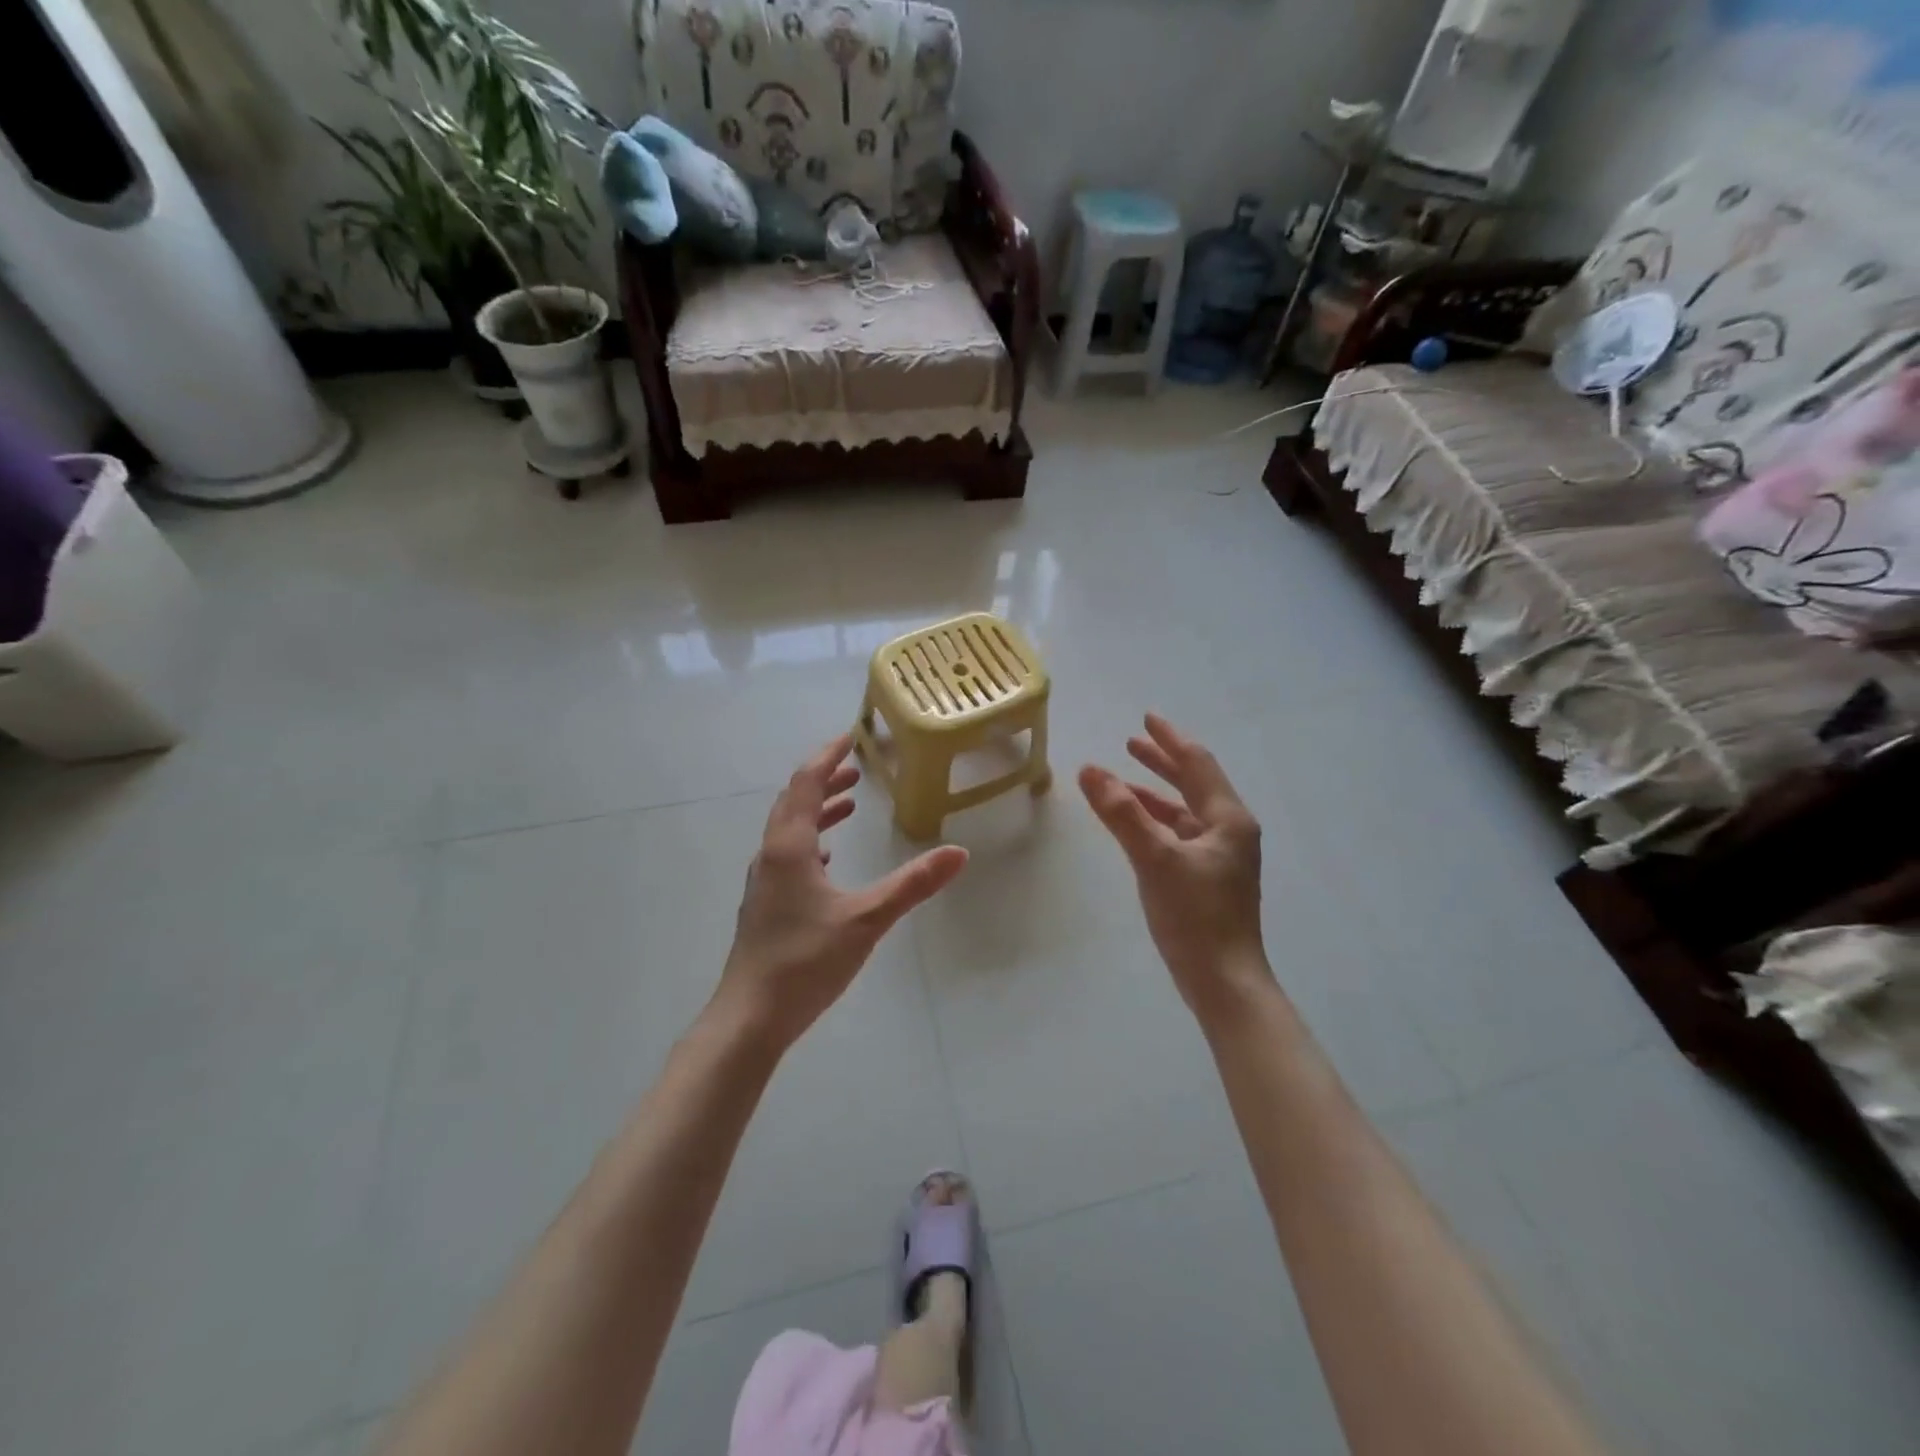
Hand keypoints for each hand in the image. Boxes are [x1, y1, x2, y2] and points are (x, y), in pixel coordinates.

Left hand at [715, 734, 968, 1050]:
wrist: (750, 1018)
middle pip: (794, 802)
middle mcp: (771, 856)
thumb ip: (912, 885)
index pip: (806, 784)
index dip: (827, 758)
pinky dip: (811, 841)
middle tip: (855, 770)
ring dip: (817, 809)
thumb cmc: (804, 962)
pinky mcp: (766, 906)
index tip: (849, 738)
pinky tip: (828, 860)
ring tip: (848, 803)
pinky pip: (788, 856)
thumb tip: (959, 853)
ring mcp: (764, 882)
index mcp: (789, 848)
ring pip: (789, 830)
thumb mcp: (866, 920)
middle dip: (823, 780)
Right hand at [1079, 715, 1273, 1025]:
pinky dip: (1155, 822)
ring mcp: (1220, 856)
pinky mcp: (1207, 879)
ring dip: (1154, 793)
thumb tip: (1090, 770)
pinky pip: (1179, 835)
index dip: (1169, 739)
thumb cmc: (1195, 917)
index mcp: (1228, 819)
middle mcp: (1230, 831)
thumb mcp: (1155, 859)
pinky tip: (1134, 826)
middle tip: (1131, 741)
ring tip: (1122, 781)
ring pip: (1184, 811)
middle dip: (1162, 762)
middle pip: (1194, 783)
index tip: (1146, 718)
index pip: (1197, 764)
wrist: (1223, 981)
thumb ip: (1122, 813)